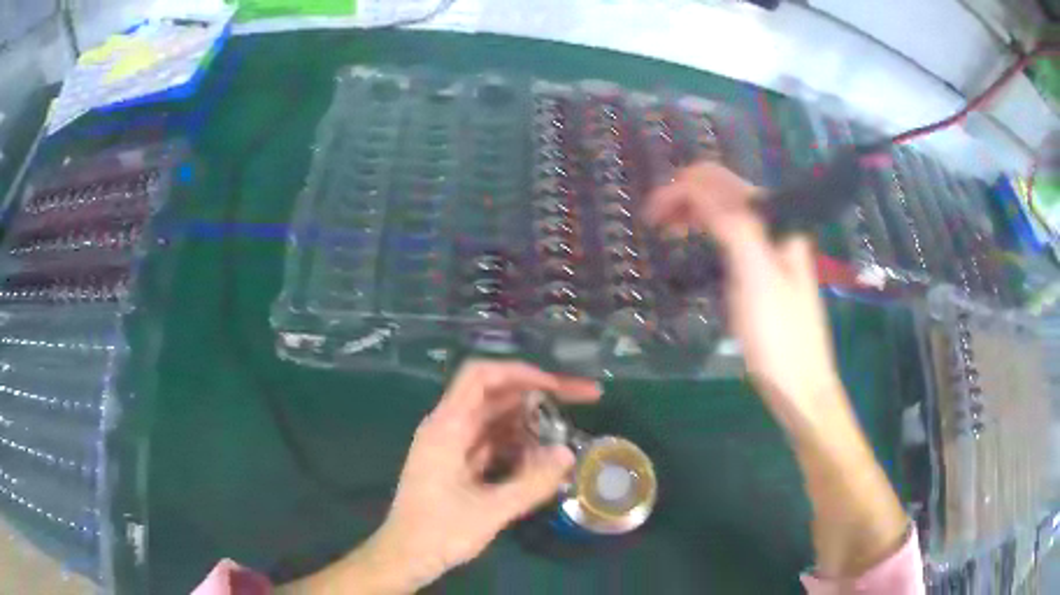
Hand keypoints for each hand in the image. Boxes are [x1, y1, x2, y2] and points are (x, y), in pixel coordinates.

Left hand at [371, 360, 599, 590]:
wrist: (405, 556)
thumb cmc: (438, 533)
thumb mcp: (490, 511)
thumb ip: (532, 483)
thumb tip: (569, 453)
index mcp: (447, 427)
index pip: (481, 376)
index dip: (521, 372)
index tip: (558, 387)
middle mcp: (448, 427)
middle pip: (496, 394)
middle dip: (538, 393)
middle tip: (584, 399)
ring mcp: (453, 445)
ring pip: (497, 419)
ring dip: (531, 422)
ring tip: (568, 431)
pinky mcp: (458, 463)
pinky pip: (494, 441)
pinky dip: (520, 444)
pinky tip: (544, 457)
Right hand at [645, 162, 845, 434]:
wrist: (800, 385)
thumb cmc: (779, 336)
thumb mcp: (757, 277)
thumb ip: (733, 226)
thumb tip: (695, 186)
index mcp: (776, 219)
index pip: (721, 183)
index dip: (682, 189)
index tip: (650, 216)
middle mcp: (773, 225)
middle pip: (722, 192)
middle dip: (684, 196)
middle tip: (651, 222)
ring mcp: (767, 248)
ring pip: (724, 213)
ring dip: (692, 212)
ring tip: (664, 230)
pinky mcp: (760, 270)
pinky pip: (728, 237)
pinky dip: (704, 232)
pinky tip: (692, 246)